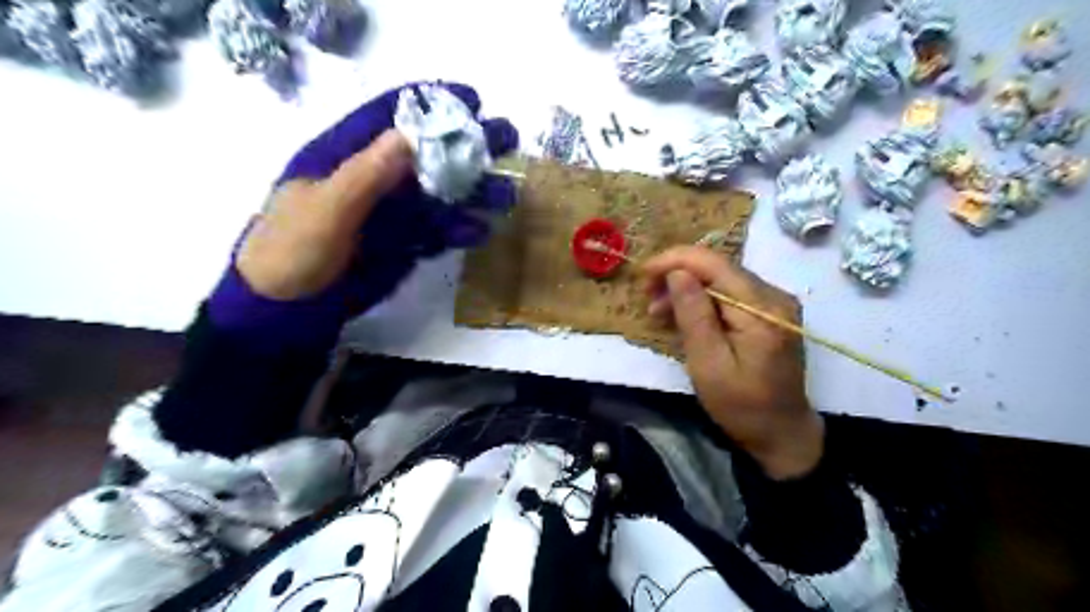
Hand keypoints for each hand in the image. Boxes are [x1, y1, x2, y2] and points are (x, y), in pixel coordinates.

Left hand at [213, 82, 522, 345]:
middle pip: (427, 153)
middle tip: (507, 138)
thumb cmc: (294, 250)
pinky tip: (481, 231)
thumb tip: (409, 134)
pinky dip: (460, 230)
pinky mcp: (404, 242)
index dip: (429, 103)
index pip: (390, 117)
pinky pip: (438, 231)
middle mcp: (374, 178)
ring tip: (507, 193)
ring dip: (474, 191)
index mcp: (345, 156)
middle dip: (467, 145)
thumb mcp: (326, 209)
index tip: (472, 100)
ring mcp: (391, 212)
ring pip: (440, 193)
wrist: (291, 310)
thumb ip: (366, 174)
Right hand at [640, 246, 821, 479]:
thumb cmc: (742, 406)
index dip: (674, 261)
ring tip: (658, 312)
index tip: (643, 274)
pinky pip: (729, 294)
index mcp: (762, 309)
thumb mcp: (709, 365)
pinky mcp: (769, 313)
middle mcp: (774, 296)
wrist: (782, 433)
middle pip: (718, 268)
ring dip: (686, 290)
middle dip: (676, 276)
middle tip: (647, 300)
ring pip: (721, 279)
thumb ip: (694, 315)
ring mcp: (774, 303)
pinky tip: (683, 317)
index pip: (714, 264)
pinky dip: (702, 301)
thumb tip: (677, 273)